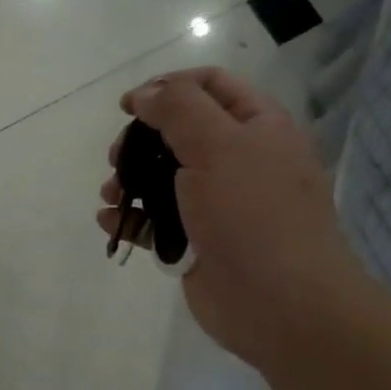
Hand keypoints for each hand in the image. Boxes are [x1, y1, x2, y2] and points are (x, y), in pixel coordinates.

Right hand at [98, 67, 365, 370]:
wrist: (280, 304)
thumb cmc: (253, 214)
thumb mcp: (218, 145)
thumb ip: (177, 109)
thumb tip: (144, 95)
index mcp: (257, 127)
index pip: (210, 85)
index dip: (167, 86)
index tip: (128, 105)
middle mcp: (239, 160)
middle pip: (179, 132)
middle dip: (140, 140)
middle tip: (118, 157)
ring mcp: (218, 205)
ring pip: (163, 179)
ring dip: (129, 180)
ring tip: (111, 194)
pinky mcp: (197, 242)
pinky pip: (156, 221)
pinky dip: (131, 218)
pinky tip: (110, 222)